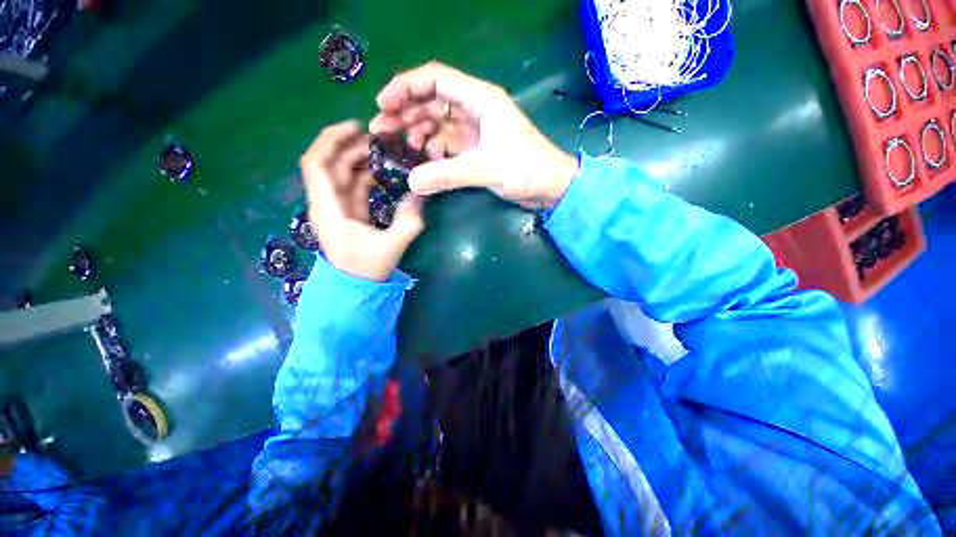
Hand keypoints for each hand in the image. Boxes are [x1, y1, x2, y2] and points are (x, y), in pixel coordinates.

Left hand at [301, 120, 424, 281]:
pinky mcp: (349, 214)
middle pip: (330, 165)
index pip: (317, 164)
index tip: (356, 127)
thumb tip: (420, 195)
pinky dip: (366, 177)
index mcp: (328, 209)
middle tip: (379, 139)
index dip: (331, 140)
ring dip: (359, 161)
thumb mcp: (391, 247)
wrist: (356, 289)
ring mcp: (337, 208)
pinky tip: (383, 173)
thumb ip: (408, 222)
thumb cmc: (366, 270)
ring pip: (342, 175)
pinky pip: (354, 187)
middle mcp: (327, 204)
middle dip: (351, 147)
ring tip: (384, 152)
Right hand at [370, 62, 578, 208]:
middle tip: (382, 130)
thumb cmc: (527, 170)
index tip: (383, 104)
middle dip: (406, 112)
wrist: (551, 186)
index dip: (406, 87)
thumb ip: (448, 175)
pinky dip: (434, 150)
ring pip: (438, 122)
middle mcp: (476, 108)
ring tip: (401, 148)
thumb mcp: (487, 169)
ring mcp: (476, 129)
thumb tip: (411, 181)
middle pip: (432, 100)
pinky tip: (427, 161)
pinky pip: (448, 143)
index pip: (436, 79)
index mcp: (481, 100)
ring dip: (418, 132)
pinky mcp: (477, 148)